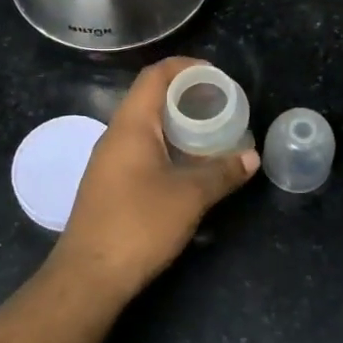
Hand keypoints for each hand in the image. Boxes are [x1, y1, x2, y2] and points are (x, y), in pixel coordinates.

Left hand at [54, 57, 259, 299]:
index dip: (185, 67)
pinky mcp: (109, 185)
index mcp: (131, 125)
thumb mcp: (189, 197)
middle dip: (186, 96)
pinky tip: (187, 165)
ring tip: (210, 132)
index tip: (216, 75)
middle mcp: (115, 136)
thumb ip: (222, 173)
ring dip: (176, 124)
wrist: (89, 275)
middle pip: (150, 99)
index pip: (155, 76)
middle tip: (220, 105)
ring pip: (145, 127)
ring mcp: (108, 161)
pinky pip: (140, 149)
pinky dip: (166, 146)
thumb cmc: (139, 225)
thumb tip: (252, 157)